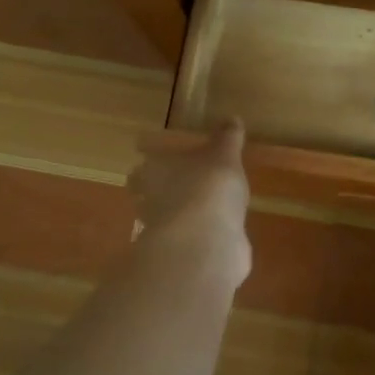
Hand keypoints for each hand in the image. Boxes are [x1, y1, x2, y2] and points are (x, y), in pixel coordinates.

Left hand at [128, 122, 252, 287]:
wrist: (207, 241)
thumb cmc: (209, 187)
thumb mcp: (224, 155)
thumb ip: (227, 139)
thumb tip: (231, 118)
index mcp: (153, 173)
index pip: (143, 170)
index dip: (153, 169)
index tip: (166, 166)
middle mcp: (151, 203)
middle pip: (150, 198)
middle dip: (165, 195)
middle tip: (186, 190)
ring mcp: (164, 234)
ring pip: (169, 222)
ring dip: (182, 218)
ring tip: (205, 213)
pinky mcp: (181, 256)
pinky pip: (190, 243)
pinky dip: (200, 239)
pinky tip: (218, 236)